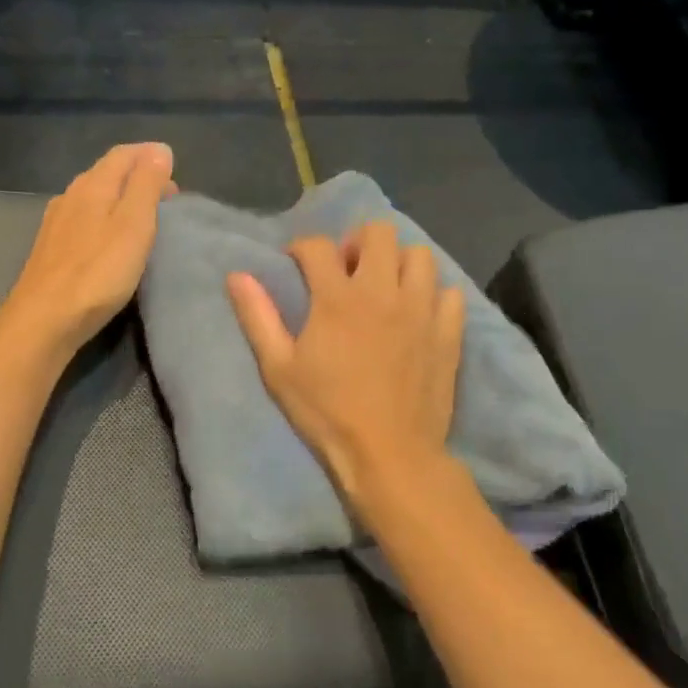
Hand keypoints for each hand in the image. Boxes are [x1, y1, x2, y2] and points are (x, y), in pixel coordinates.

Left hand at [0, 143, 176, 365]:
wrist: (44, 319)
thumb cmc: (97, 272)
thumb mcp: (133, 225)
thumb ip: (146, 185)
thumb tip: (159, 149)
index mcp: (92, 185)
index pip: (123, 154)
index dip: (150, 155)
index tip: (174, 167)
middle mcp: (71, 195)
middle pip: (107, 172)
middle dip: (139, 176)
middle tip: (169, 196)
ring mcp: (57, 222)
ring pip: (95, 196)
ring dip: (122, 198)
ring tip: (146, 216)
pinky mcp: (52, 248)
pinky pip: (85, 219)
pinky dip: (106, 217)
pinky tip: (112, 238)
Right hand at [228, 222, 464, 510]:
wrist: (389, 454)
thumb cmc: (327, 412)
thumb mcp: (279, 368)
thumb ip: (258, 316)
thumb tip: (237, 275)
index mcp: (337, 298)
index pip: (318, 246)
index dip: (302, 248)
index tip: (297, 265)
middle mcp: (383, 292)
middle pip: (378, 233)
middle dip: (357, 243)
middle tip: (347, 272)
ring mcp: (421, 310)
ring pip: (419, 255)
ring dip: (398, 263)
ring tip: (385, 288)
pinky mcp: (448, 333)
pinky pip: (450, 292)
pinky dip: (433, 294)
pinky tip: (418, 314)